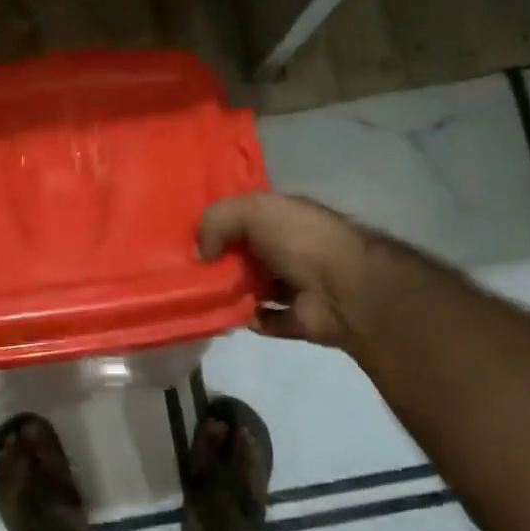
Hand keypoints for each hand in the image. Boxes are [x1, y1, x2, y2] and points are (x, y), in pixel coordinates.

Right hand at [199, 192, 378, 350]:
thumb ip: (218, 220)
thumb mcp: (254, 210)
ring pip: (253, 288)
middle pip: (245, 255)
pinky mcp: (297, 319)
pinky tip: (227, 317)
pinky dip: (247, 319)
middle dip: (218, 262)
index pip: (245, 217)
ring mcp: (296, 286)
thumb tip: (200, 253)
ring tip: (199, 296)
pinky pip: (265, 320)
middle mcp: (290, 249)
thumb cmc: (299, 239)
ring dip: (230, 293)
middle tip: (185, 272)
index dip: (218, 224)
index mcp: (284, 218)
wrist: (344, 287)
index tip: (187, 237)